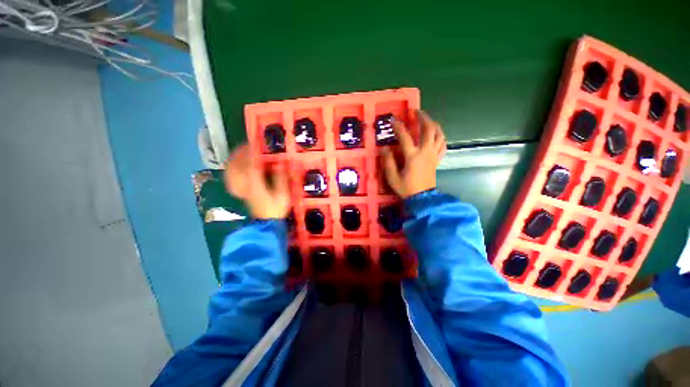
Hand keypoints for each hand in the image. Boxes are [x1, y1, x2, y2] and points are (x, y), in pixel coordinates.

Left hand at [224, 144, 290, 218]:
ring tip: (241, 151)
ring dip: (235, 159)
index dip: (252, 152)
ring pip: (232, 170)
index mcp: (256, 184)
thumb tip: (281, 163)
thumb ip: (281, 178)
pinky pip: (231, 177)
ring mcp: (241, 187)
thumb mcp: (283, 194)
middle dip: (241, 153)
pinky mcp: (241, 190)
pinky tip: (235, 165)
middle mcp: (245, 184)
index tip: (256, 142)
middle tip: (248, 144)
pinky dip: (232, 169)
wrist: (266, 222)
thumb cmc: (276, 208)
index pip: (251, 164)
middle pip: (238, 165)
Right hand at [381, 110, 445, 198]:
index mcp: (412, 156)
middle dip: (422, 117)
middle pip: (428, 129)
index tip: (393, 120)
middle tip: (416, 112)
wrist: (422, 198)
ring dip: (433, 124)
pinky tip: (436, 135)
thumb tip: (384, 148)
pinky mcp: (437, 159)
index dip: (398, 127)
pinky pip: (442, 144)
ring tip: (427, 120)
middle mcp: (425, 152)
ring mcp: (433, 155)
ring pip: (438, 134)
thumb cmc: (406, 188)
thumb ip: (388, 162)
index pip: (405, 137)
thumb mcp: (392, 177)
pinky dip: (440, 136)